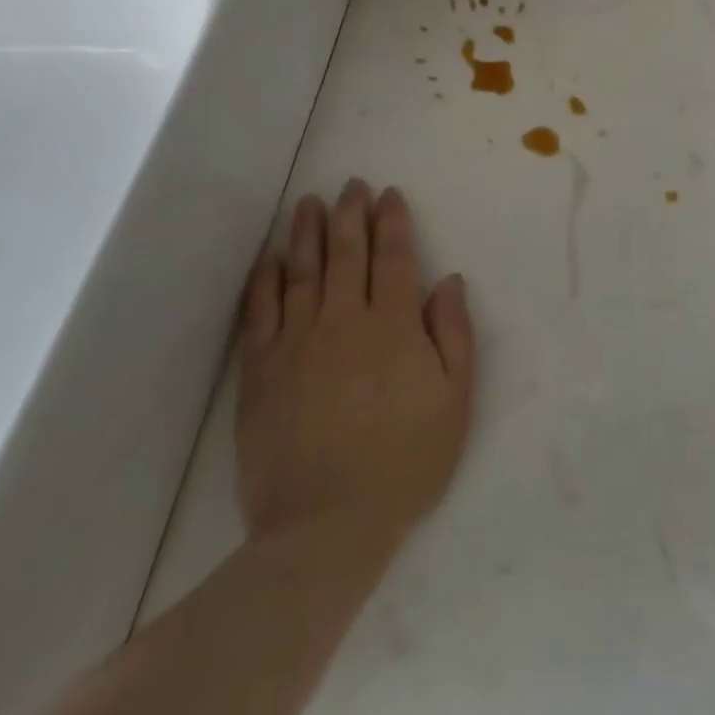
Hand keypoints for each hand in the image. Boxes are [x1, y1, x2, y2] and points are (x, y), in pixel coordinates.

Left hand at [235, 180, 474, 549]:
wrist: (324, 529)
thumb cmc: (403, 464)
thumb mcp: (454, 402)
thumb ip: (454, 335)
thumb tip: (449, 280)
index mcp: (394, 325)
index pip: (394, 257)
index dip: (392, 221)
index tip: (389, 195)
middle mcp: (345, 320)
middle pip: (347, 253)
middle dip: (351, 213)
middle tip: (351, 184)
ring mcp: (298, 342)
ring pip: (303, 271)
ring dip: (308, 232)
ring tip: (310, 203)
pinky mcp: (260, 370)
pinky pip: (260, 311)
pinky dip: (265, 280)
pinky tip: (271, 259)